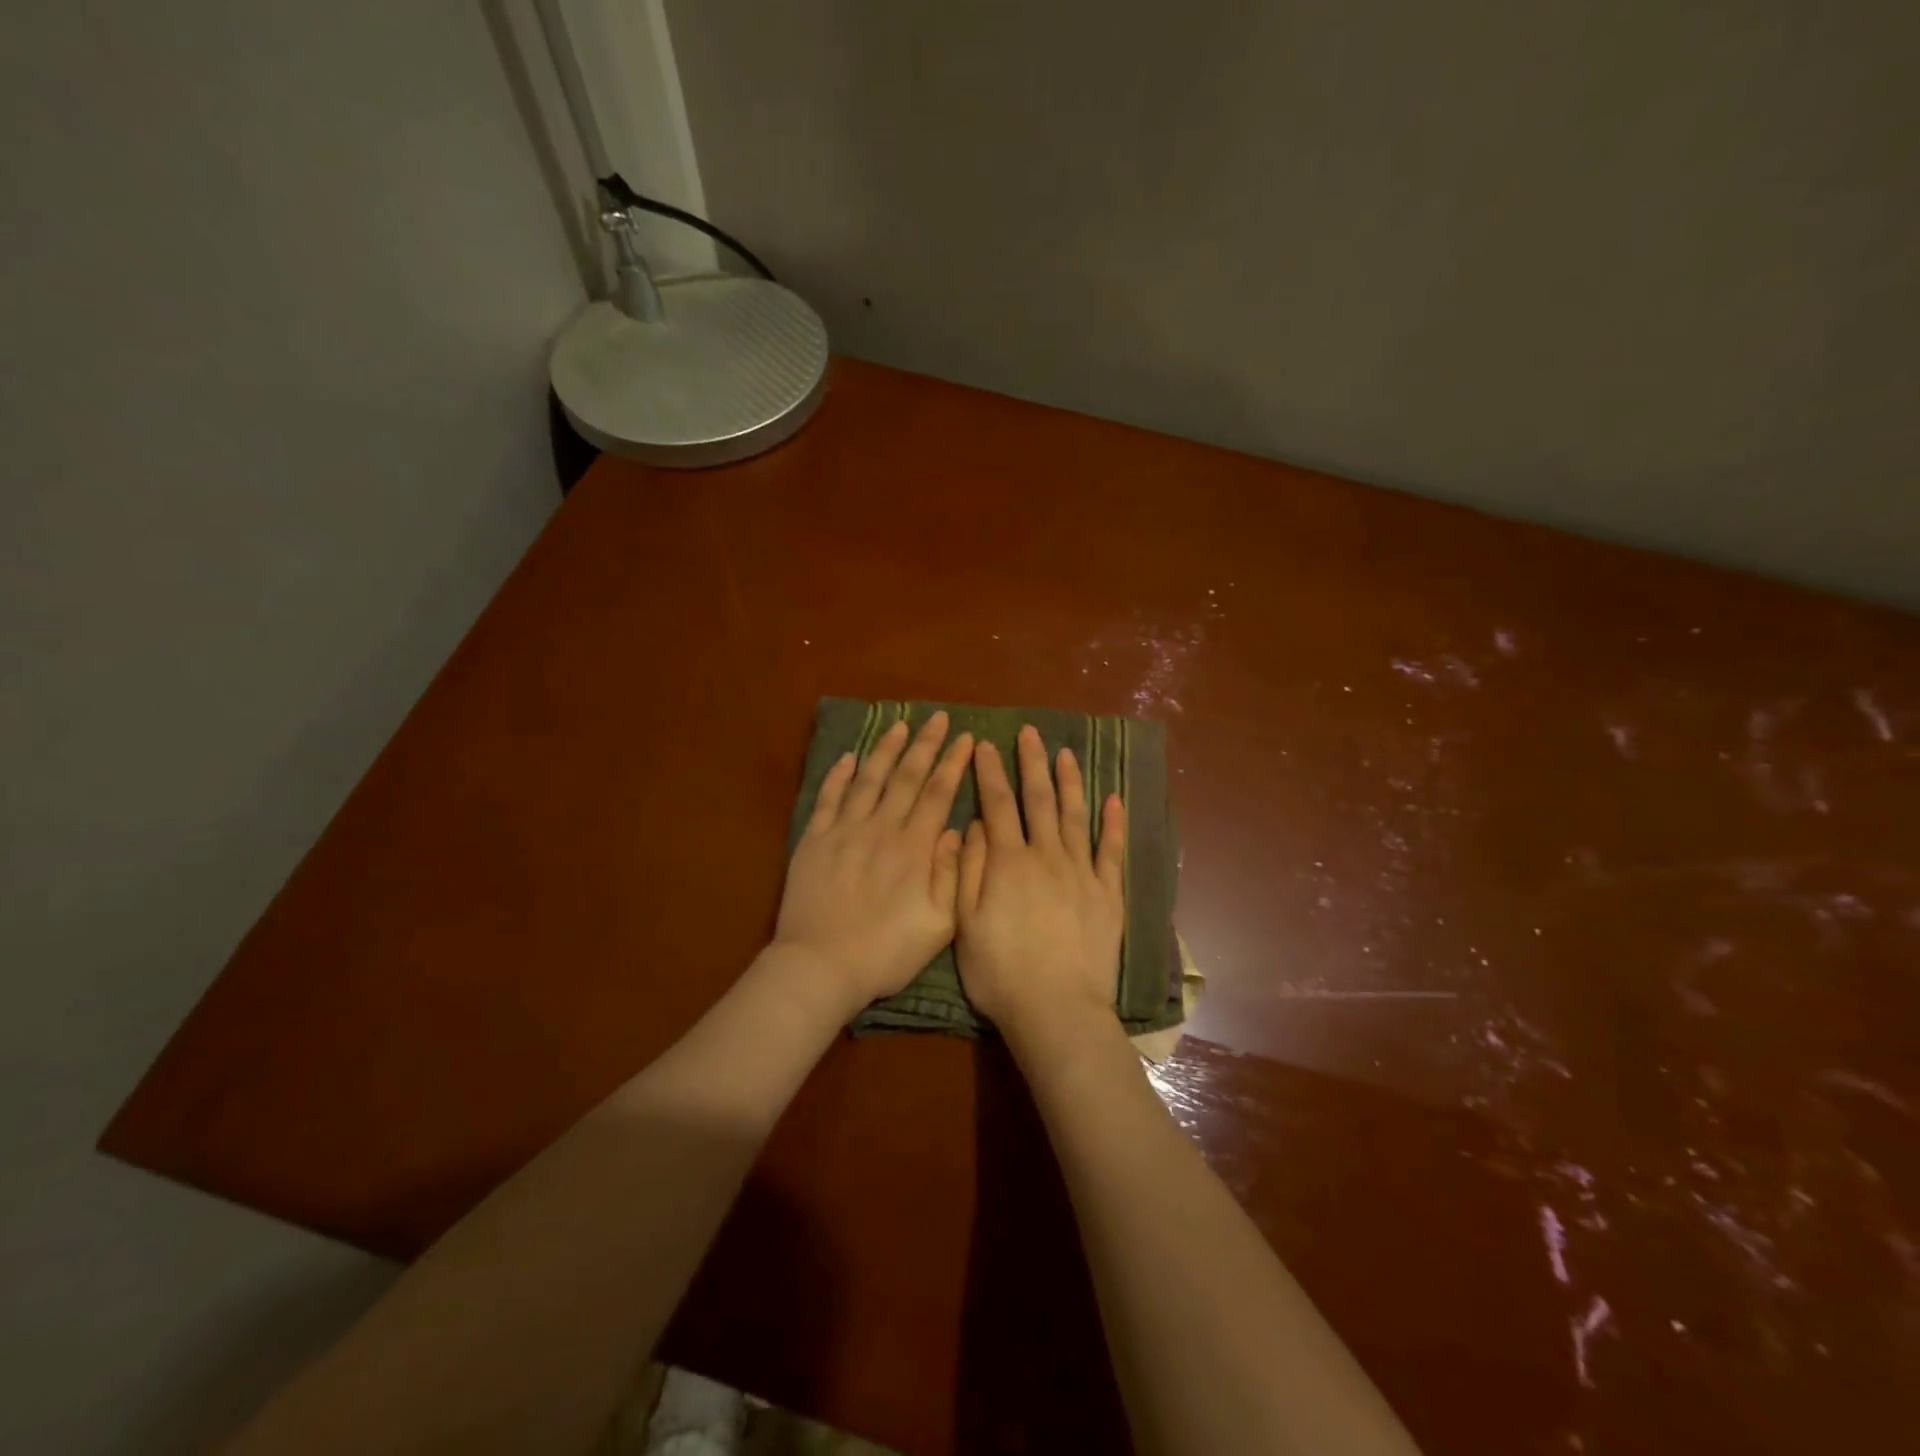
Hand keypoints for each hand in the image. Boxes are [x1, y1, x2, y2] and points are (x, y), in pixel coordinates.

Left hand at [773, 712, 973, 1011]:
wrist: (821, 966)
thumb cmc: (885, 952)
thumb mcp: (938, 926)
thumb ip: (951, 875)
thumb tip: (956, 830)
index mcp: (914, 848)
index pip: (938, 793)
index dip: (953, 763)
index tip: (966, 738)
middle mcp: (880, 828)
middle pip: (906, 777)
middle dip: (925, 744)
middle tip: (939, 718)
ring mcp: (844, 831)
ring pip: (869, 779)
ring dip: (886, 749)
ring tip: (899, 724)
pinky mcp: (814, 840)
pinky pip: (828, 798)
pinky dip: (839, 775)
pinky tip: (849, 757)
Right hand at [955, 724, 1125, 1046]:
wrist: (1057, 1009)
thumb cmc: (1000, 972)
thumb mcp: (964, 923)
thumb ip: (968, 869)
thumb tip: (975, 825)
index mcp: (1008, 862)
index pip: (997, 804)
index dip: (990, 772)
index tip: (985, 744)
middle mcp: (1047, 856)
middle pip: (1039, 800)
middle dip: (1033, 763)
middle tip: (1031, 732)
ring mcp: (1082, 873)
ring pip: (1076, 815)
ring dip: (1070, 781)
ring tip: (1066, 753)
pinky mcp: (1108, 894)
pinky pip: (1112, 851)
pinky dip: (1113, 823)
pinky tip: (1114, 799)